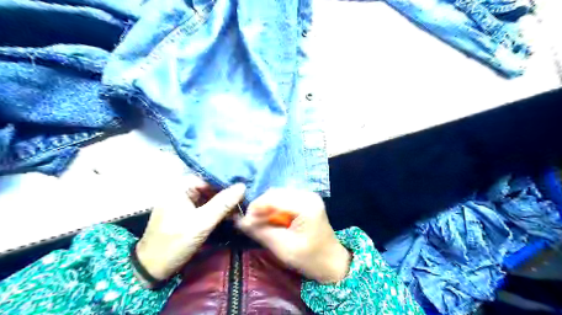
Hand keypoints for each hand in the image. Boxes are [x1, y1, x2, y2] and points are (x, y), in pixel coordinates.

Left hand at [134, 177, 244, 285]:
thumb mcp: (201, 223)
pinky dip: (217, 210)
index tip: (245, 188)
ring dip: (224, 203)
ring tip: (242, 206)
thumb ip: (223, 204)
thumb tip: (242, 186)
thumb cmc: (174, 243)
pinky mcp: (186, 214)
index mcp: (180, 187)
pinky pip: (205, 207)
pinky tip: (231, 214)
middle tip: (246, 199)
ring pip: (209, 197)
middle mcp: (181, 190)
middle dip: (227, 194)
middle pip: (209, 187)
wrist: (151, 270)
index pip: (209, 178)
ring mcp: (183, 203)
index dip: (227, 183)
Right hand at [235, 188, 349, 283]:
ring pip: (278, 194)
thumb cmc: (311, 259)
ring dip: (266, 207)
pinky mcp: (306, 201)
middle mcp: (308, 195)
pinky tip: (271, 220)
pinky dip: (274, 208)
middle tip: (250, 224)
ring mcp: (308, 196)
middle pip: (275, 193)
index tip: (244, 222)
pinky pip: (284, 199)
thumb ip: (261, 232)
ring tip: (259, 223)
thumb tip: (239, 221)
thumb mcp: (283, 248)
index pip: (273, 198)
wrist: (332, 263)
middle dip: (260, 207)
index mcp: (306, 205)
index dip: (255, 208)